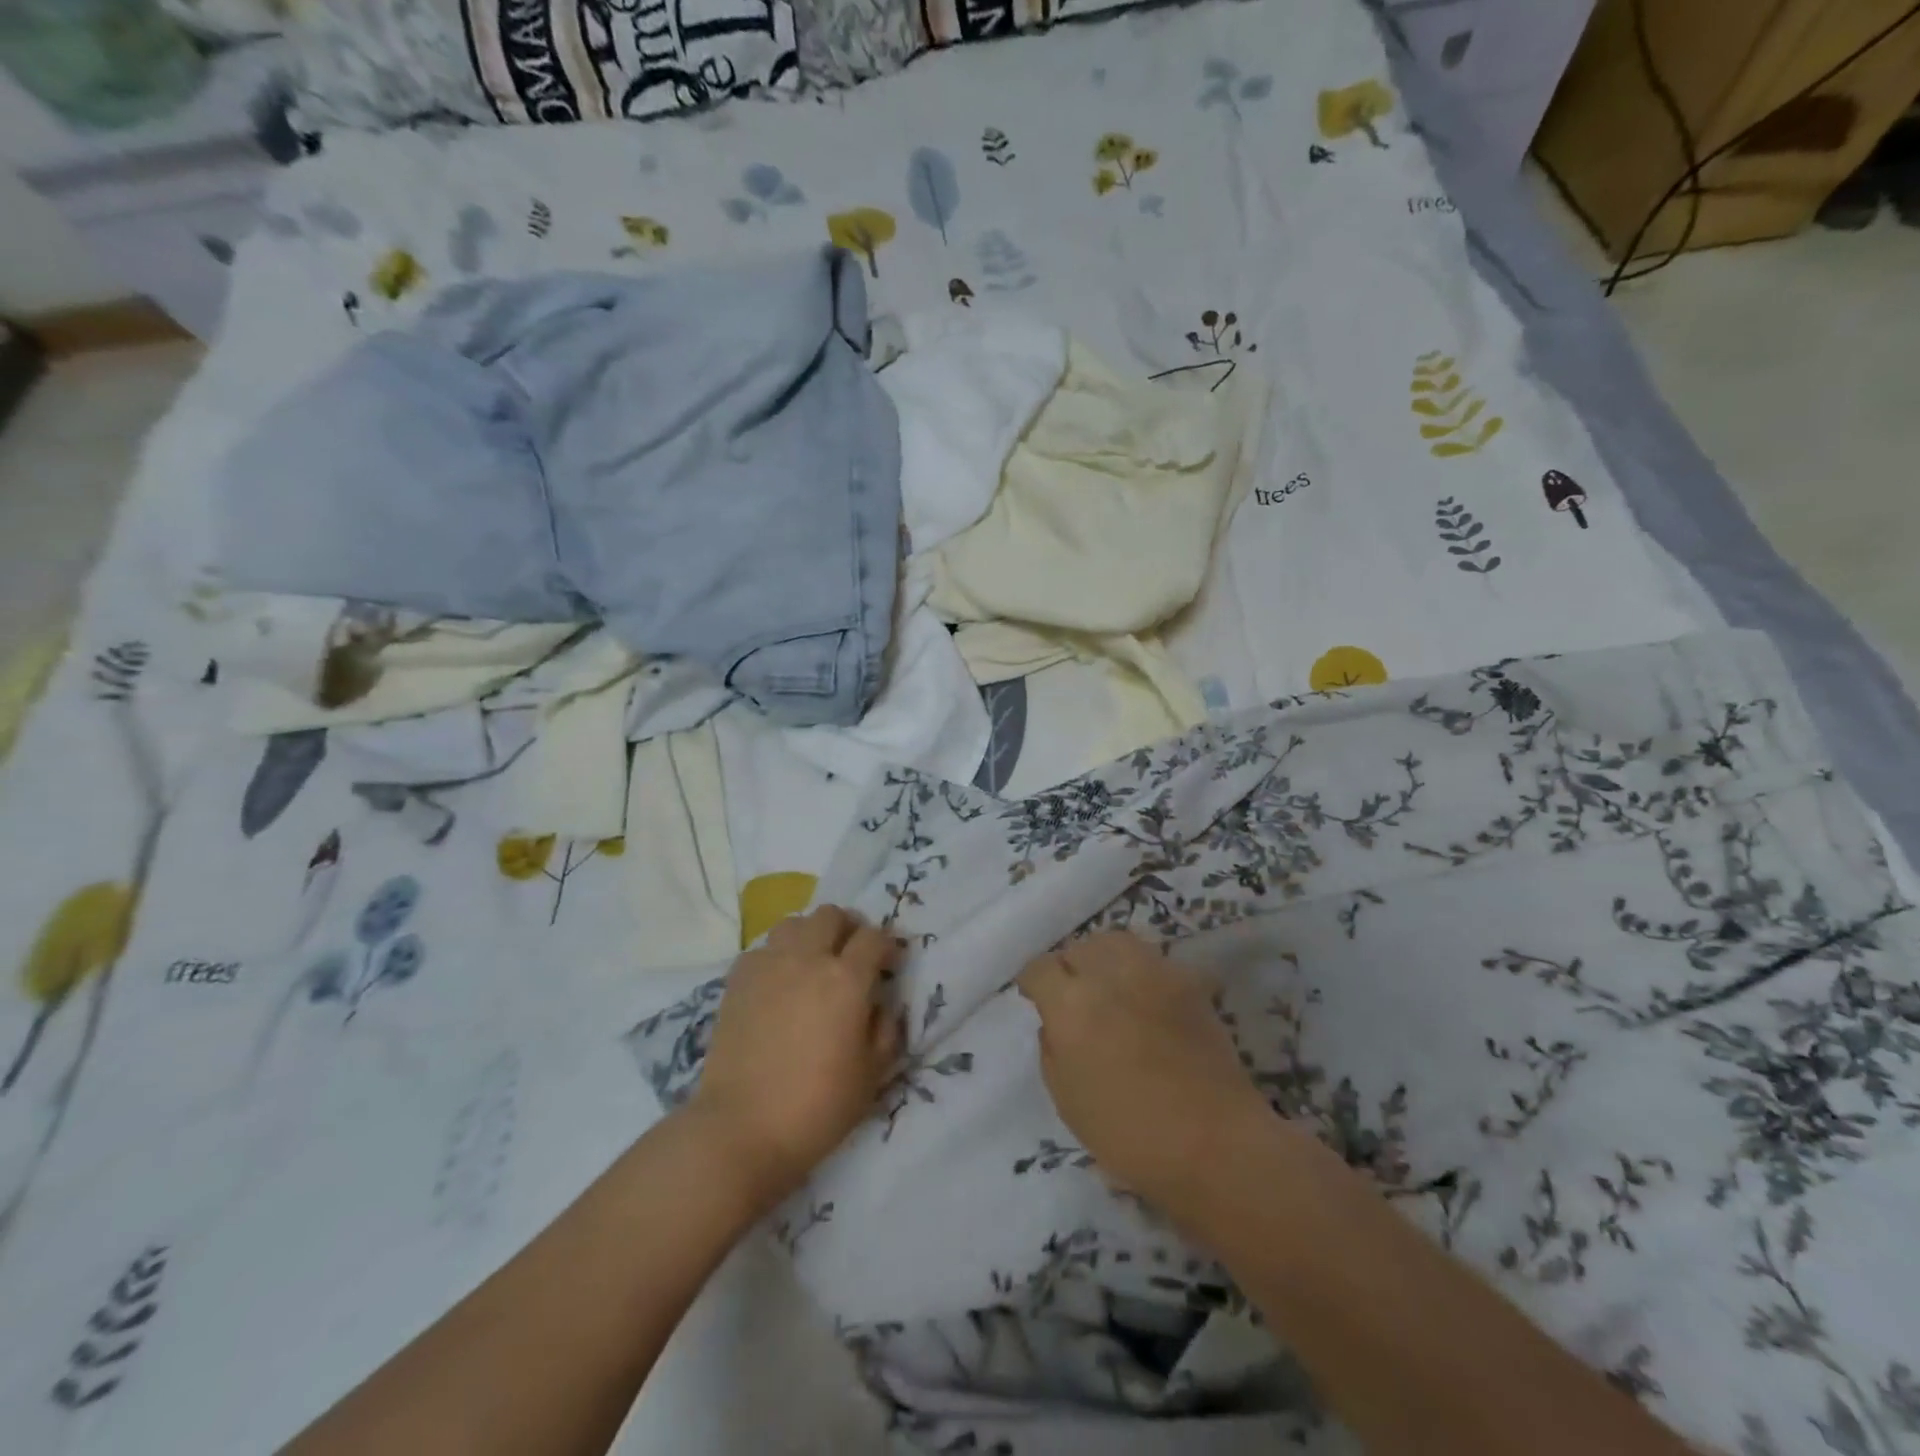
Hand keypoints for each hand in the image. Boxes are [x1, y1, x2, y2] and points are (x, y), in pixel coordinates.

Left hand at [687, 905, 902, 1204]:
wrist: (741, 1128)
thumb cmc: (817, 1107)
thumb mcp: (872, 1075)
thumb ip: (885, 1030)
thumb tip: (880, 1005)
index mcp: (846, 979)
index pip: (874, 937)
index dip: (887, 946)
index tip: (889, 965)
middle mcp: (807, 959)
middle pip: (831, 915)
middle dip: (849, 928)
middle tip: (852, 956)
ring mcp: (768, 965)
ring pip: (794, 923)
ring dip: (810, 934)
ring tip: (813, 962)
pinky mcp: (737, 980)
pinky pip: (762, 949)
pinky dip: (777, 955)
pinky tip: (779, 982)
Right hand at [1018, 930, 1269, 1217]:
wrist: (1215, 1143)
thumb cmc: (1129, 1134)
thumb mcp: (1067, 1099)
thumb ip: (1053, 1049)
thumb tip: (1056, 1023)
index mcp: (1071, 1004)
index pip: (1041, 968)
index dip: (1034, 982)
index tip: (1035, 997)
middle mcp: (1109, 974)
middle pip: (1080, 948)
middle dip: (1070, 967)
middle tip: (1073, 994)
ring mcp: (1153, 972)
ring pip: (1117, 942)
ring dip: (1105, 958)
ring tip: (1108, 985)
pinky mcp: (1188, 982)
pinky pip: (1153, 961)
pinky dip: (1142, 971)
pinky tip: (1145, 998)